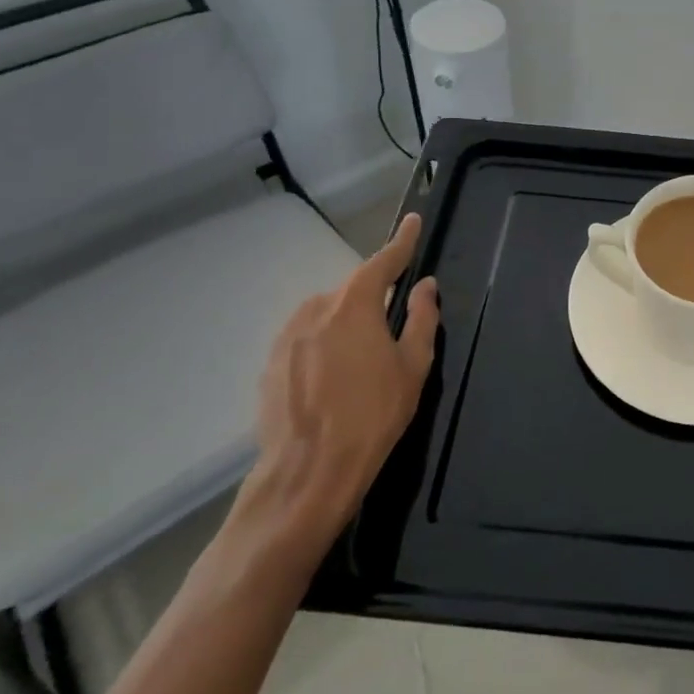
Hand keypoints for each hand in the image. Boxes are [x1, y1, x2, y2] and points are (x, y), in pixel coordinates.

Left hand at [224, 214, 440, 583]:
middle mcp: (315, 310)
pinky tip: (334, 382)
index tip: (412, 221)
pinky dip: (324, 348)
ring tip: (361, 364)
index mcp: (354, 305)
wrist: (307, 473)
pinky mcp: (270, 364)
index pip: (383, 262)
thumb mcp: (412, 367)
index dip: (401, 242)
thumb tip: (424, 286)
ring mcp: (286, 337)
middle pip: (352, 292)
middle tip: (392, 329)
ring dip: (346, 326)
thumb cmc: (372, 416)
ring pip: (326, 317)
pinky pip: (306, 341)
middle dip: (373, 300)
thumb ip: (420, 319)